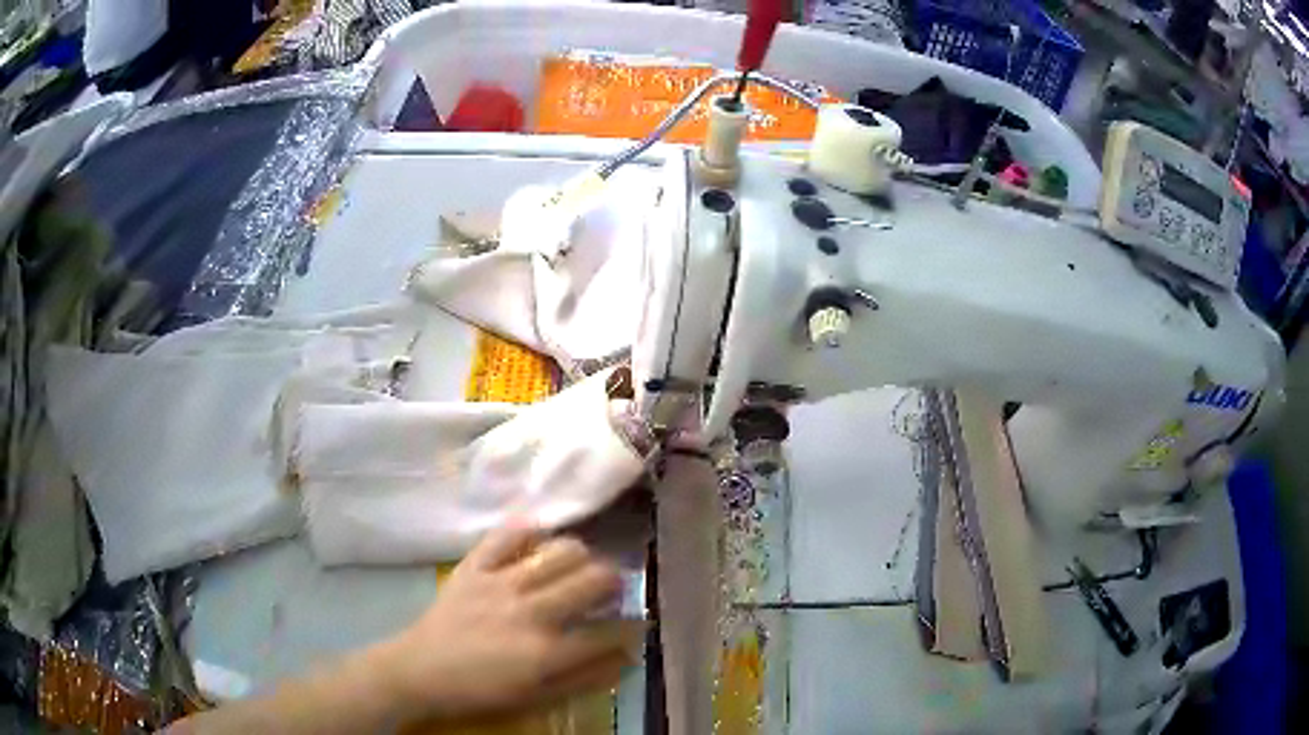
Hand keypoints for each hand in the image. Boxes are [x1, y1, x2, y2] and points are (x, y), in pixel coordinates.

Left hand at [382, 525, 641, 722]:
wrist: (419, 670)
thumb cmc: (480, 691)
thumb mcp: (537, 698)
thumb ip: (585, 678)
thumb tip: (626, 657)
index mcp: (547, 651)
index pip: (610, 631)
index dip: (632, 627)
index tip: (634, 624)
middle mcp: (532, 610)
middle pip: (595, 579)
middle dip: (614, 583)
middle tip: (608, 592)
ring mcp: (502, 582)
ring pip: (562, 551)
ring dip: (581, 557)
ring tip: (577, 568)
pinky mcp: (475, 566)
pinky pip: (508, 534)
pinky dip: (528, 532)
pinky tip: (537, 541)